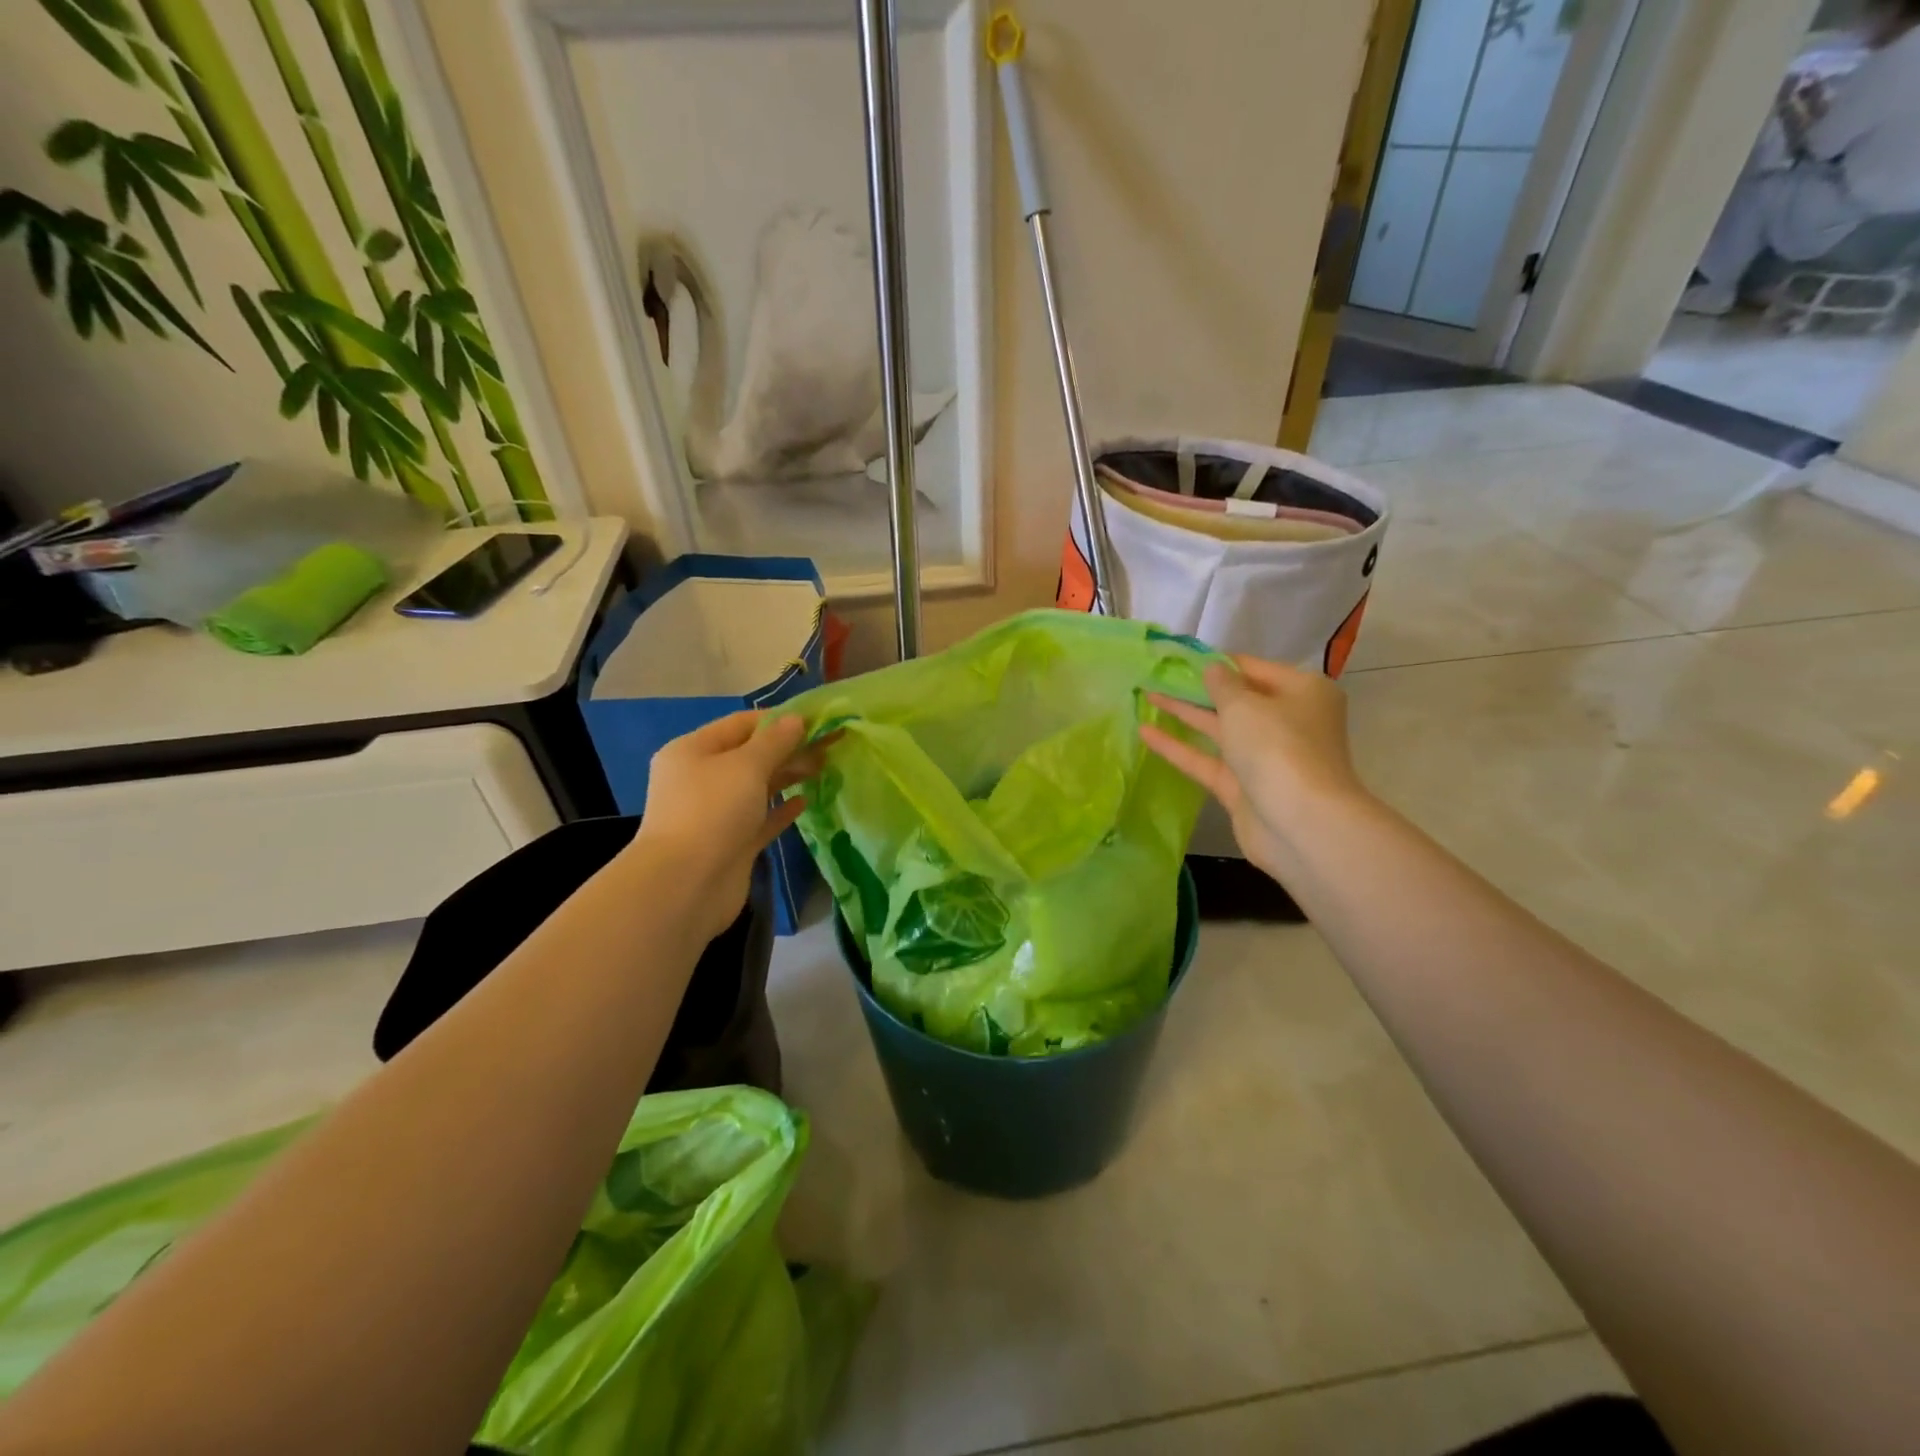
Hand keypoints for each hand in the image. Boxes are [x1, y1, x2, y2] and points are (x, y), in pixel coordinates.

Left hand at [630, 711, 822, 941]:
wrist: (685, 886)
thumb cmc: (712, 812)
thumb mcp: (746, 766)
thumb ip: (775, 742)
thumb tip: (796, 720)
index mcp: (693, 751)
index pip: (740, 724)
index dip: (778, 720)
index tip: (816, 721)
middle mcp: (701, 779)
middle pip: (750, 756)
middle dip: (788, 749)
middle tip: (829, 746)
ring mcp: (715, 814)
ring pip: (757, 787)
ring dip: (788, 776)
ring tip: (823, 767)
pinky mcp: (731, 844)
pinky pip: (760, 819)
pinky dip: (781, 809)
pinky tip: (805, 801)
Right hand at [1142, 656, 1368, 880]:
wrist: (1300, 824)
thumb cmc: (1278, 748)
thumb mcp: (1245, 705)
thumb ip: (1222, 684)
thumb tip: (1212, 668)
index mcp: (1302, 693)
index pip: (1253, 669)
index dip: (1217, 662)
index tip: (1180, 656)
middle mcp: (1287, 722)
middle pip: (1236, 700)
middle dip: (1197, 688)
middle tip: (1158, 675)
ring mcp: (1265, 757)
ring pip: (1219, 730)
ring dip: (1185, 714)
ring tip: (1147, 696)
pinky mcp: (1243, 787)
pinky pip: (1207, 760)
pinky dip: (1179, 747)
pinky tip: (1145, 733)